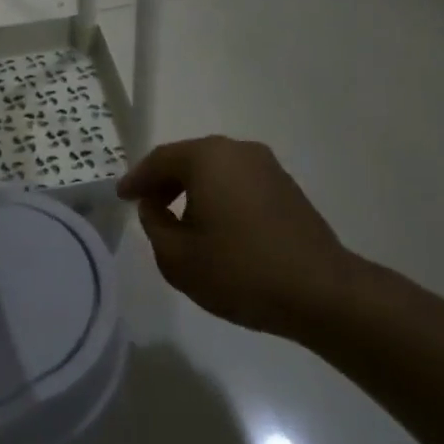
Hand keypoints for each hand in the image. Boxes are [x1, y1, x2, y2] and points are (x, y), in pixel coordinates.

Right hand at [118, 136, 359, 338]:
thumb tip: (154, 206)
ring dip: (193, 189)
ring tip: (180, 221)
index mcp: (208, 157)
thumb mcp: (178, 257)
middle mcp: (238, 150)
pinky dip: (220, 197)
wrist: (321, 292)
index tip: (121, 197)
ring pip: (216, 170)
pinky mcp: (287, 187)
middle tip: (147, 207)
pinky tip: (217, 227)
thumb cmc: (240, 271)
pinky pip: (239, 182)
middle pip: (189, 159)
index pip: (160, 159)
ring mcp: (267, 167)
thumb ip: (154, 225)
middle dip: (165, 182)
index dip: (136, 179)